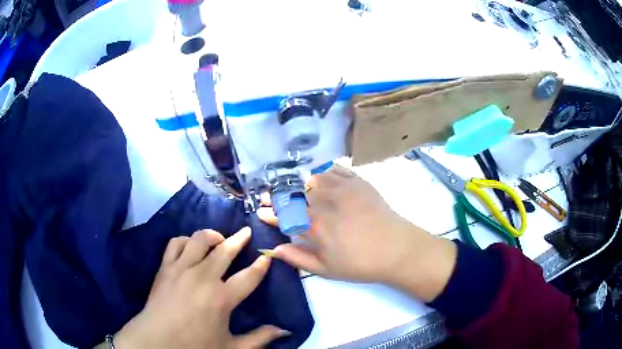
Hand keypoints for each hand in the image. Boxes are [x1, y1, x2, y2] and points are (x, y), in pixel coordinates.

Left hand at [110, 228, 289, 348]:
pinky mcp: (166, 266)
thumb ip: (259, 338)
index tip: (267, 256)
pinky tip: (191, 245)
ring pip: (200, 240)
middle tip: (246, 231)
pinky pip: (176, 243)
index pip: (249, 276)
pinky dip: (186, 240)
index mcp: (222, 298)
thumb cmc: (195, 345)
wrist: (157, 339)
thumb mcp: (232, 347)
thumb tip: (285, 331)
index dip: (261, 265)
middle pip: (225, 250)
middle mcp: (203, 277)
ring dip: (212, 235)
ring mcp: (182, 268)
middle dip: (239, 239)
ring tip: (219, 238)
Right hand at [258, 164, 456, 301]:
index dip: (270, 213)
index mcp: (317, 227)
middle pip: (294, 193)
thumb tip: (274, 249)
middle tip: (269, 196)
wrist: (396, 248)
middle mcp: (326, 203)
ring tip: (288, 183)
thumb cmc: (361, 263)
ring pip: (310, 177)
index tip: (262, 211)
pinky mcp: (357, 181)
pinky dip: (320, 169)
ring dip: (295, 179)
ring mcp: (342, 189)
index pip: (284, 216)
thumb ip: (299, 258)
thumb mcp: (327, 270)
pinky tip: (314, 172)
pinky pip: (333, 168)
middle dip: (277, 195)